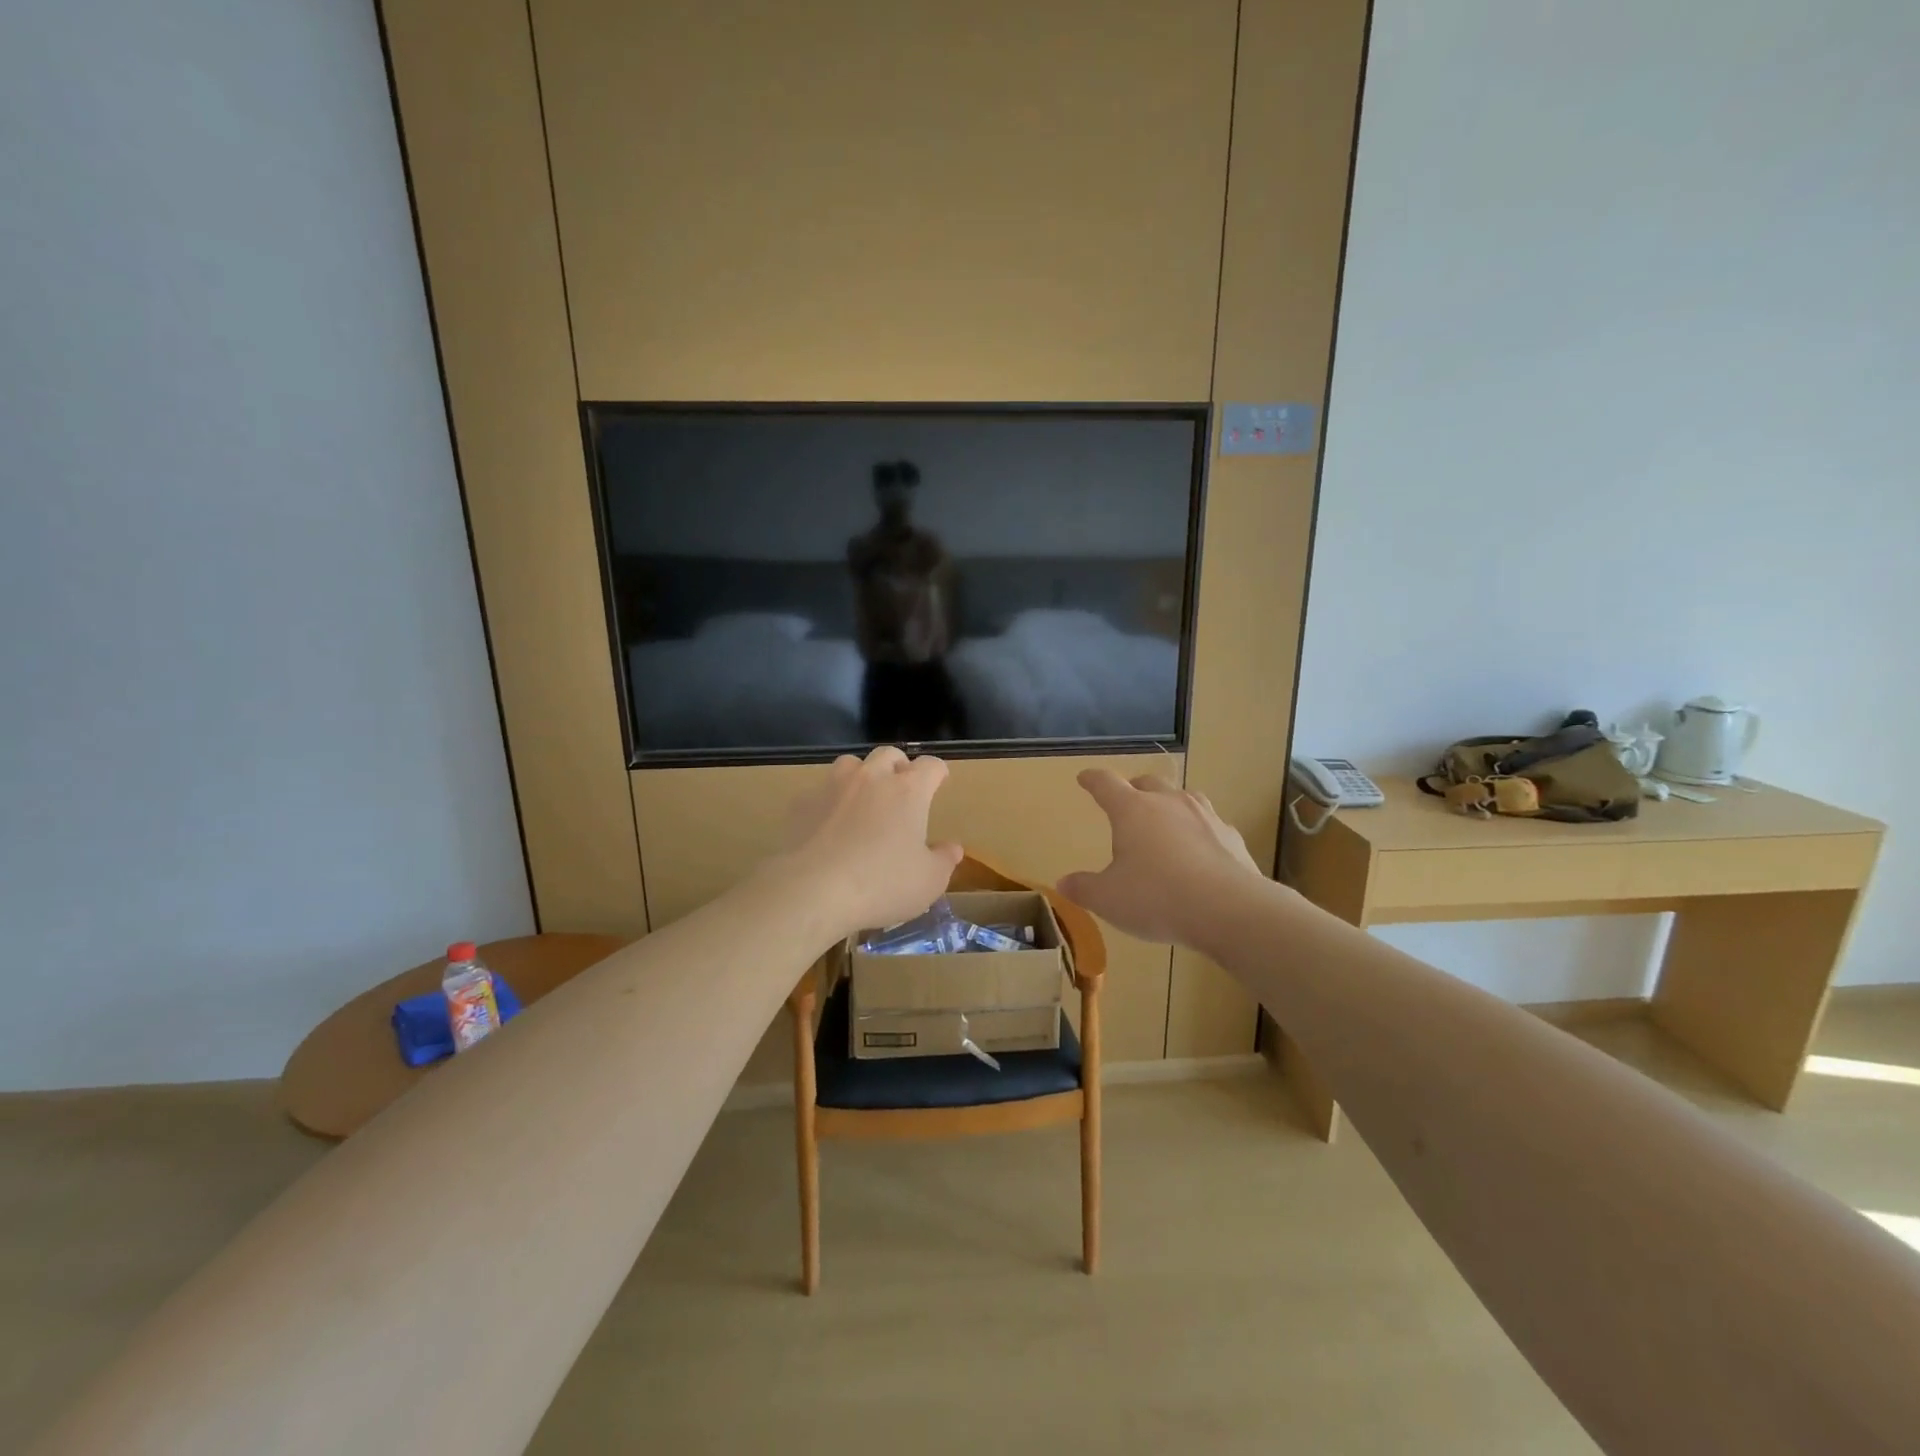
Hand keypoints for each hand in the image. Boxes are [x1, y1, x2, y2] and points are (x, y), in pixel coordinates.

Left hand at [780, 747, 963, 938]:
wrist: (811, 890)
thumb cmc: (881, 884)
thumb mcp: (928, 882)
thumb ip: (944, 860)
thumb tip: (952, 848)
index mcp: (908, 790)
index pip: (931, 765)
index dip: (938, 772)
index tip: (940, 782)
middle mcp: (871, 778)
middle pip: (889, 754)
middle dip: (899, 767)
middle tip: (902, 791)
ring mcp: (833, 786)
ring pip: (851, 764)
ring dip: (862, 776)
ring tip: (864, 801)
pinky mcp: (802, 802)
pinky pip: (821, 791)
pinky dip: (831, 802)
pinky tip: (829, 826)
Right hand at [1059, 770, 1263, 947]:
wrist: (1229, 910)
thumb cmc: (1157, 898)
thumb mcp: (1108, 899)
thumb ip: (1084, 888)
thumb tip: (1064, 883)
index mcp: (1132, 810)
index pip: (1106, 784)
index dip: (1093, 780)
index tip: (1085, 778)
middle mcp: (1169, 803)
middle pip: (1148, 783)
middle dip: (1134, 788)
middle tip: (1127, 800)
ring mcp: (1205, 816)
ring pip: (1183, 797)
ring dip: (1170, 804)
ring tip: (1165, 820)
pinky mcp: (1231, 836)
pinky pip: (1210, 824)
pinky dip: (1199, 831)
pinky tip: (1199, 850)